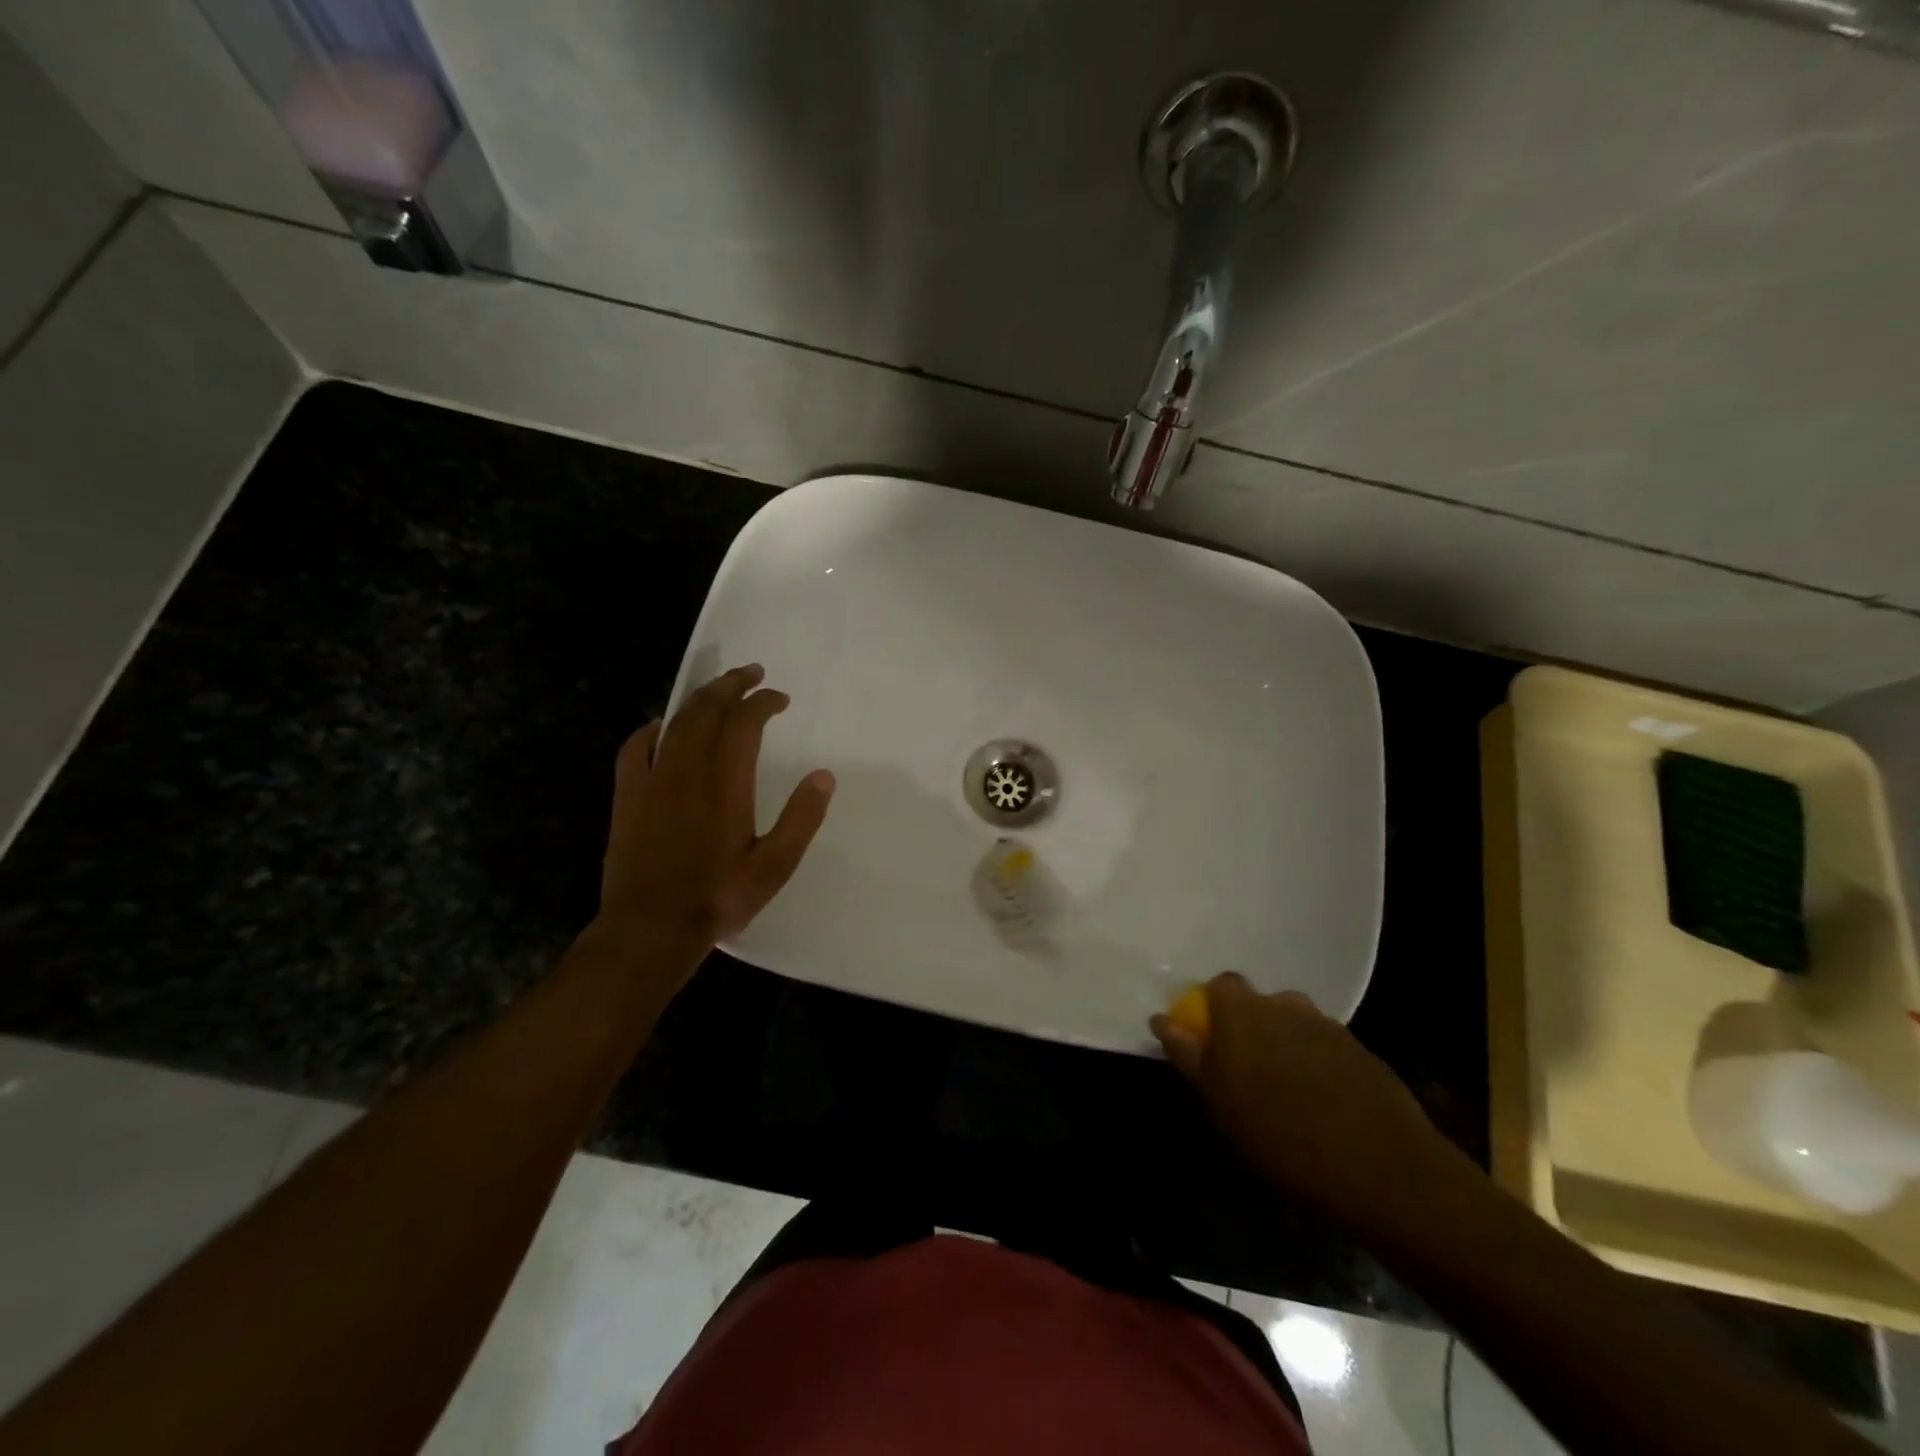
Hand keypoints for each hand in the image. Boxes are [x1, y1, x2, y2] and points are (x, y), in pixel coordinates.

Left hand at [598, 663, 834, 953]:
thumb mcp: (774, 866)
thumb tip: (824, 776)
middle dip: (731, 685)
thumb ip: (801, 819)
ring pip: (675, 722)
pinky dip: (654, 728)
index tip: (780, 699)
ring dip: (699, 699)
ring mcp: (652, 781)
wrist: (649, 928)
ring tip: (718, 689)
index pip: (744, 723)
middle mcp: (687, 771)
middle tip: (752, 672)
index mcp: (725, 784)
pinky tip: (663, 728)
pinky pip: (637, 747)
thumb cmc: (717, 898)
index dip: (763, 702)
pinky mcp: (628, 796)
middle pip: (707, 710)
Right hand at [1152, 973, 1454, 1229]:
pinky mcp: (1359, 1049)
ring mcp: (1326, 1024)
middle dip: (1250, 1028)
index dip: (1213, 1009)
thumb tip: (1162, 1019)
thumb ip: (1189, 1053)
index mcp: (1243, 1012)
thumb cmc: (1282, 1136)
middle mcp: (1283, 1005)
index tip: (1211, 1043)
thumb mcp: (1220, 1102)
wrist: (1382, 1168)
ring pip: (1292, 1023)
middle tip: (1248, 1073)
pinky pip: (1323, 1045)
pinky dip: (1316, 1062)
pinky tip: (1322, 1101)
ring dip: (1284, 1043)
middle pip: (1258, 1004)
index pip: (1220, 986)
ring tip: (1287, 1088)